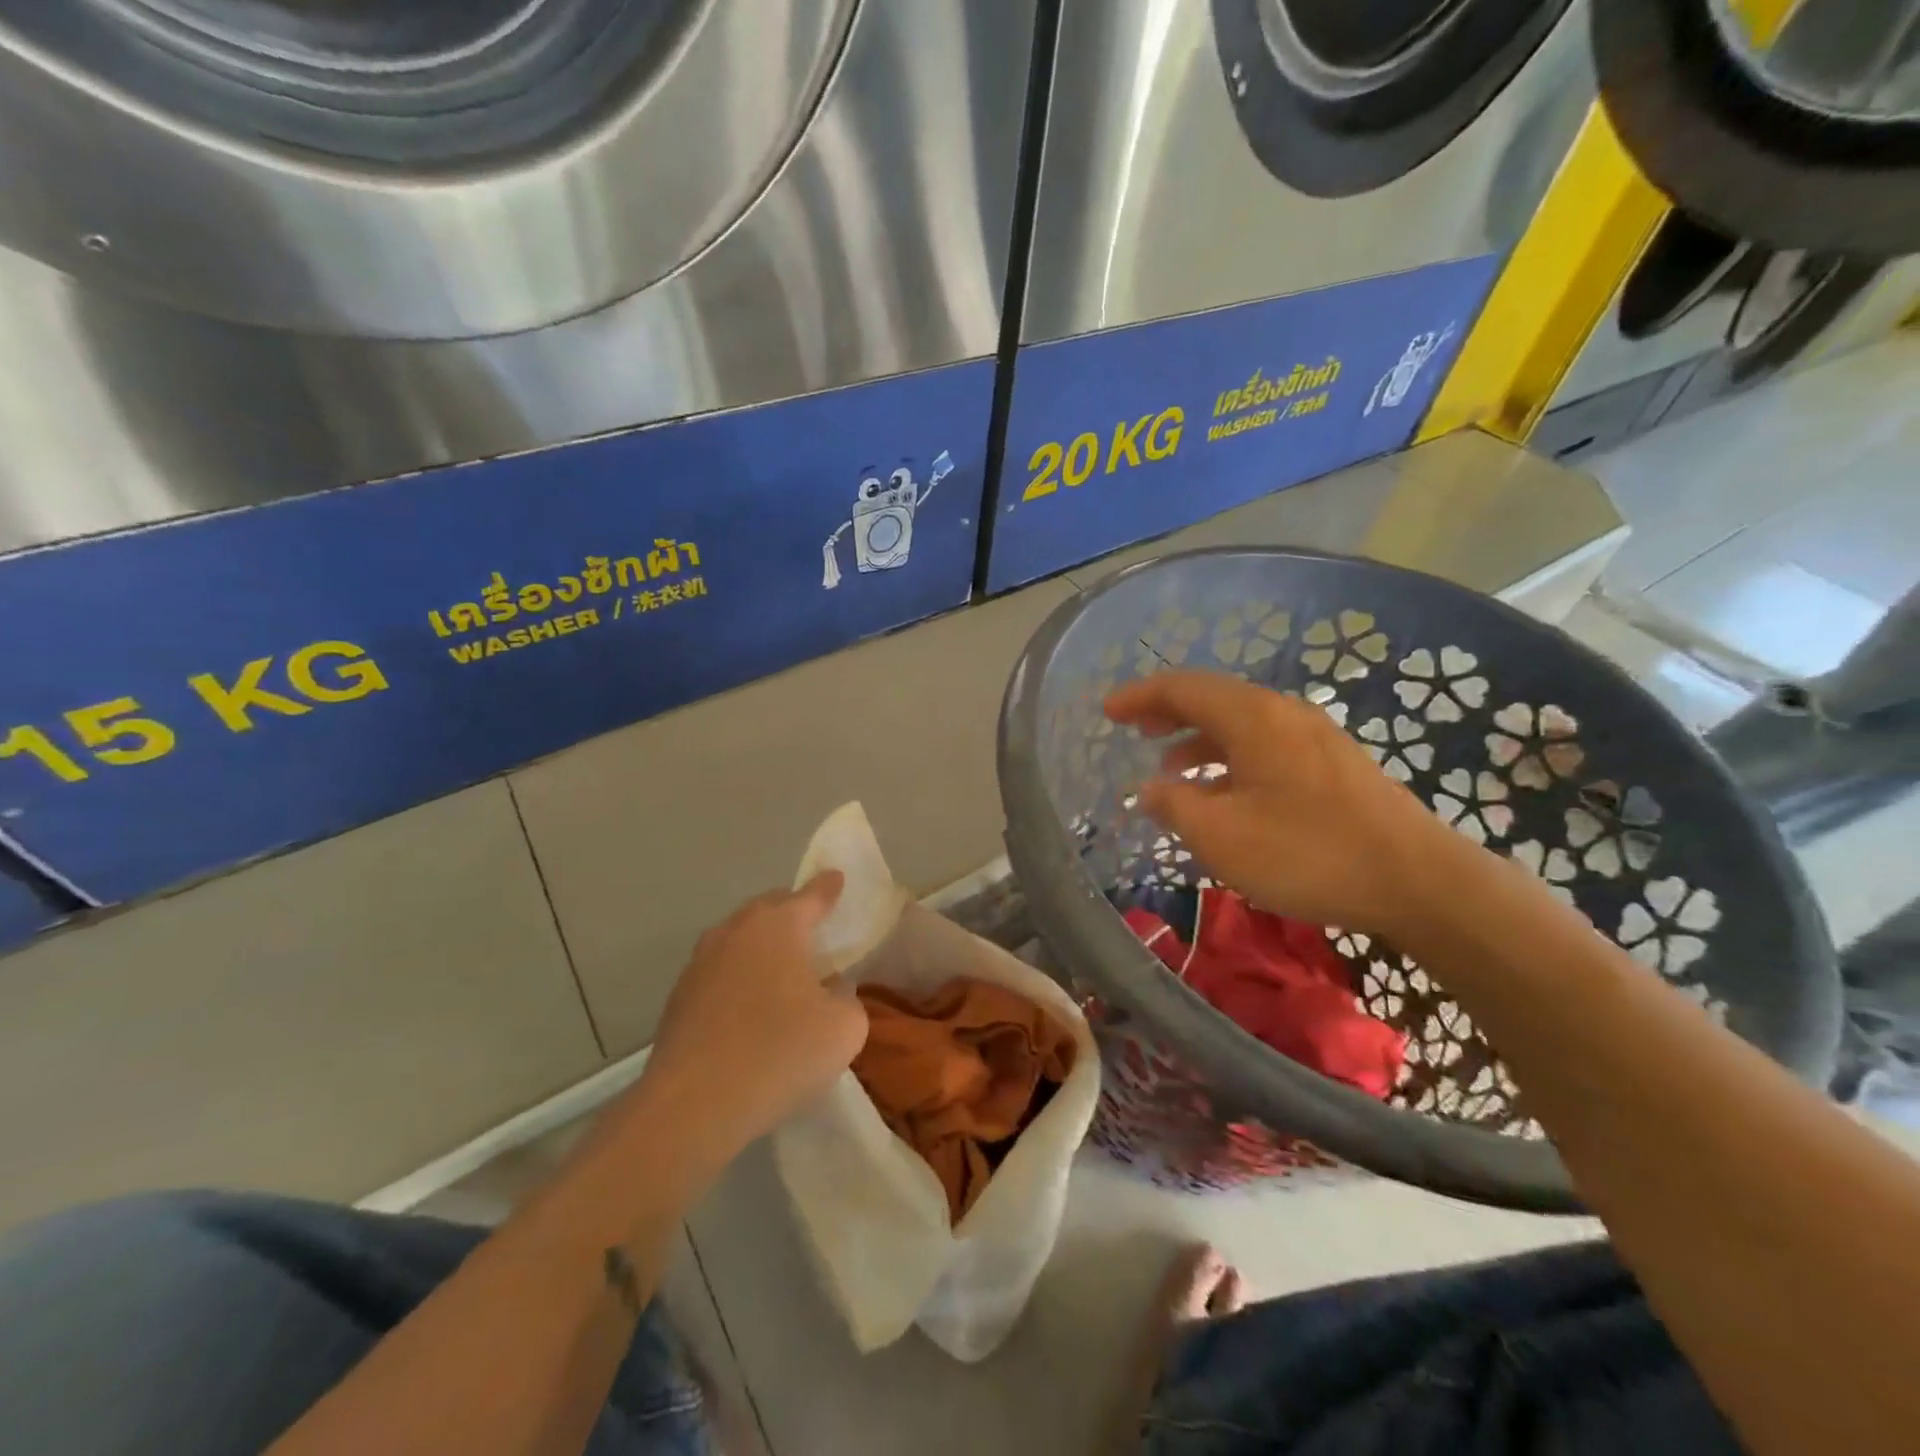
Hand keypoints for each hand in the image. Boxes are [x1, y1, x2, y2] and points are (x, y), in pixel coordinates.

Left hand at [640, 873, 868, 1158]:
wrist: (692, 1106)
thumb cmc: (779, 1053)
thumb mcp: (844, 1028)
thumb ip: (847, 998)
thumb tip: (830, 991)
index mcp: (778, 925)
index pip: (811, 895)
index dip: (828, 887)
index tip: (836, 878)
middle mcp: (735, 931)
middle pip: (770, 909)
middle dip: (793, 912)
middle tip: (814, 927)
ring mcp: (700, 963)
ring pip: (740, 940)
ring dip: (763, 948)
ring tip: (783, 970)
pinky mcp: (679, 999)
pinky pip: (720, 973)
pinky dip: (740, 978)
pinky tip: (750, 1009)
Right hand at [1105, 671, 1453, 934]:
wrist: (1418, 881)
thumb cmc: (1308, 853)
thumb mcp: (1221, 836)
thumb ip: (1175, 806)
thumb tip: (1150, 789)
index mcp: (1253, 718)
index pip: (1183, 688)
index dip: (1140, 696)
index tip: (1108, 711)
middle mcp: (1284, 714)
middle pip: (1214, 699)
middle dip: (1168, 712)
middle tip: (1134, 730)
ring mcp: (1314, 738)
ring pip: (1241, 725)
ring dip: (1199, 739)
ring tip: (1171, 768)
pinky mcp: (1334, 766)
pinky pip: (1266, 746)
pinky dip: (1231, 758)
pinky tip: (1225, 793)